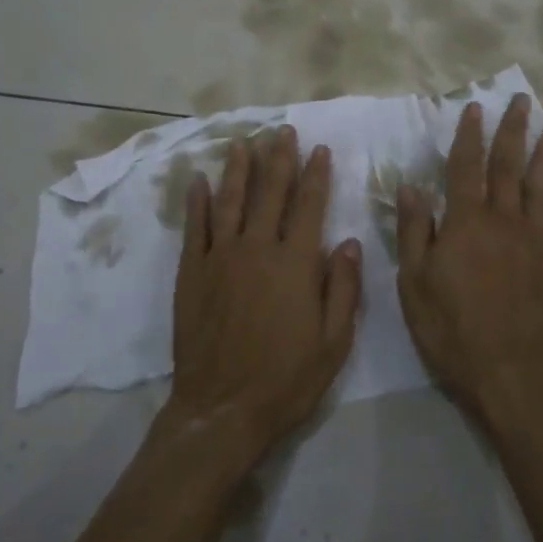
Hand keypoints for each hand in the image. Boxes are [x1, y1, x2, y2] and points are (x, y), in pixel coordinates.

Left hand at [168, 125, 361, 464]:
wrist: (222, 410)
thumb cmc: (286, 380)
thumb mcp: (334, 342)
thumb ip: (344, 288)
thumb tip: (350, 242)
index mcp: (296, 263)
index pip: (309, 206)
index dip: (316, 175)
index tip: (320, 149)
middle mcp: (258, 249)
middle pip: (270, 193)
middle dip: (279, 159)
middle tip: (282, 131)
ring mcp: (220, 258)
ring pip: (231, 201)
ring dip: (238, 169)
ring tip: (243, 143)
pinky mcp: (192, 274)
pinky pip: (195, 229)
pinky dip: (197, 203)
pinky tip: (199, 182)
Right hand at [396, 95, 542, 430]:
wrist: (511, 370)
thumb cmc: (453, 328)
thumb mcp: (415, 282)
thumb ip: (414, 230)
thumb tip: (412, 185)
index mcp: (466, 222)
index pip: (466, 167)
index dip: (468, 135)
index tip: (474, 108)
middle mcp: (503, 220)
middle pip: (509, 166)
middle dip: (513, 131)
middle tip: (523, 101)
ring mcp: (533, 239)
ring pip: (540, 186)